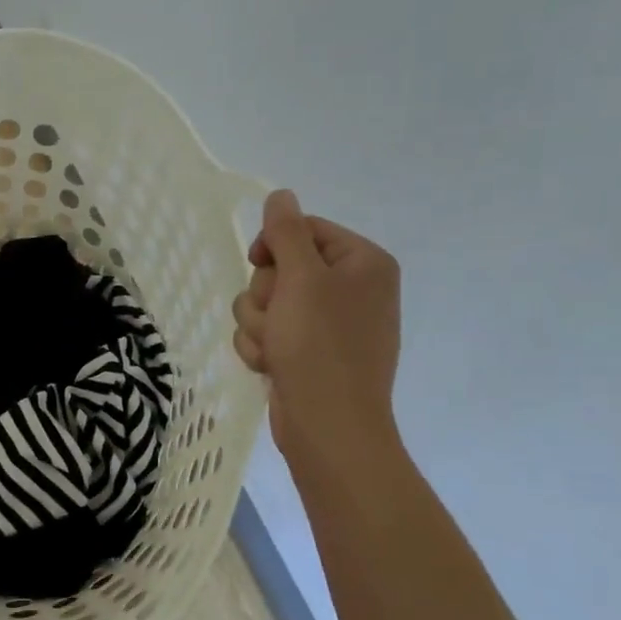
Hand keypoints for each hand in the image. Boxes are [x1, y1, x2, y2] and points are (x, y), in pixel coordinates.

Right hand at [232, 190, 402, 472]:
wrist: (328, 425)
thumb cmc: (319, 346)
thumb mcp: (301, 279)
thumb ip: (287, 232)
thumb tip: (281, 194)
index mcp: (363, 263)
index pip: (304, 229)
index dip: (273, 246)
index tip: (259, 264)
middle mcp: (350, 289)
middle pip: (280, 268)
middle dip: (264, 295)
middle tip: (276, 319)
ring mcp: (329, 325)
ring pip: (265, 303)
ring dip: (257, 325)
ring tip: (273, 349)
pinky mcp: (308, 353)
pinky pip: (268, 333)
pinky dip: (262, 348)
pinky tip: (271, 367)